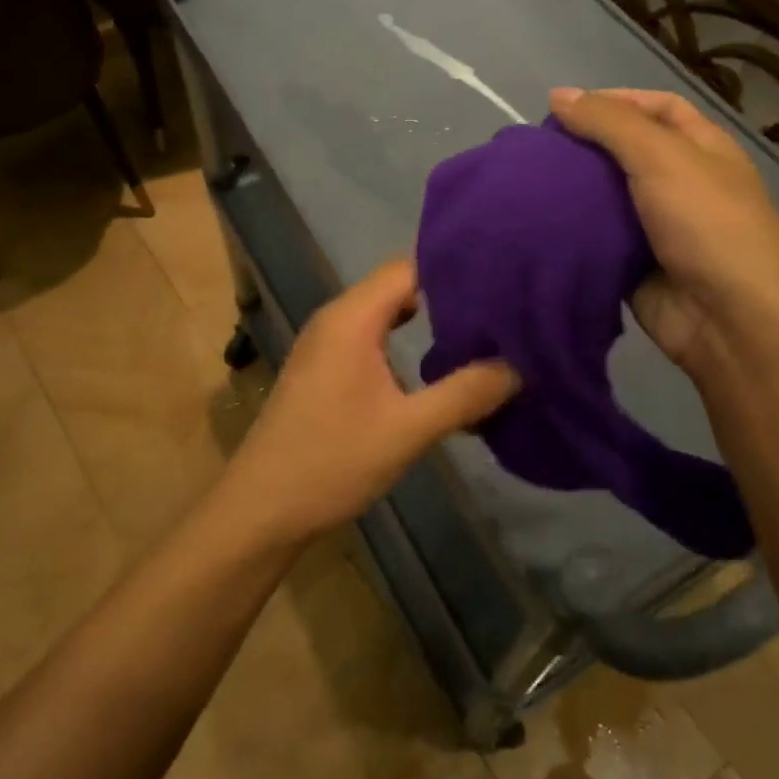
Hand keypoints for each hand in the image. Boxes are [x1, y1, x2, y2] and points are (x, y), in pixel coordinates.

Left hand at [216, 259, 518, 545]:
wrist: (260, 511)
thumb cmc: (331, 462)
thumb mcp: (408, 431)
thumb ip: (465, 394)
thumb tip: (518, 366)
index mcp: (352, 318)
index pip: (409, 267)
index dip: (454, 267)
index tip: (502, 275)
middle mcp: (336, 319)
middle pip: (399, 285)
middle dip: (448, 292)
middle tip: (501, 306)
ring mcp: (326, 344)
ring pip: (385, 313)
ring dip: (428, 319)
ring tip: (481, 331)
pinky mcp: (324, 369)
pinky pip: (372, 336)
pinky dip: (404, 340)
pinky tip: (435, 364)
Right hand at [551, 86, 778, 378]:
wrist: (729, 321)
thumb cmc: (706, 225)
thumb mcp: (662, 157)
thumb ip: (609, 123)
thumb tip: (558, 94)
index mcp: (703, 149)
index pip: (657, 107)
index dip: (614, 101)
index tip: (563, 109)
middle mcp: (682, 184)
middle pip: (626, 154)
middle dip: (585, 148)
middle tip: (536, 151)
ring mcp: (660, 229)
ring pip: (608, 200)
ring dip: (573, 192)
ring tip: (526, 184)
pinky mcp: (636, 268)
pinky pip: (599, 242)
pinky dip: (573, 234)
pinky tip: (536, 225)